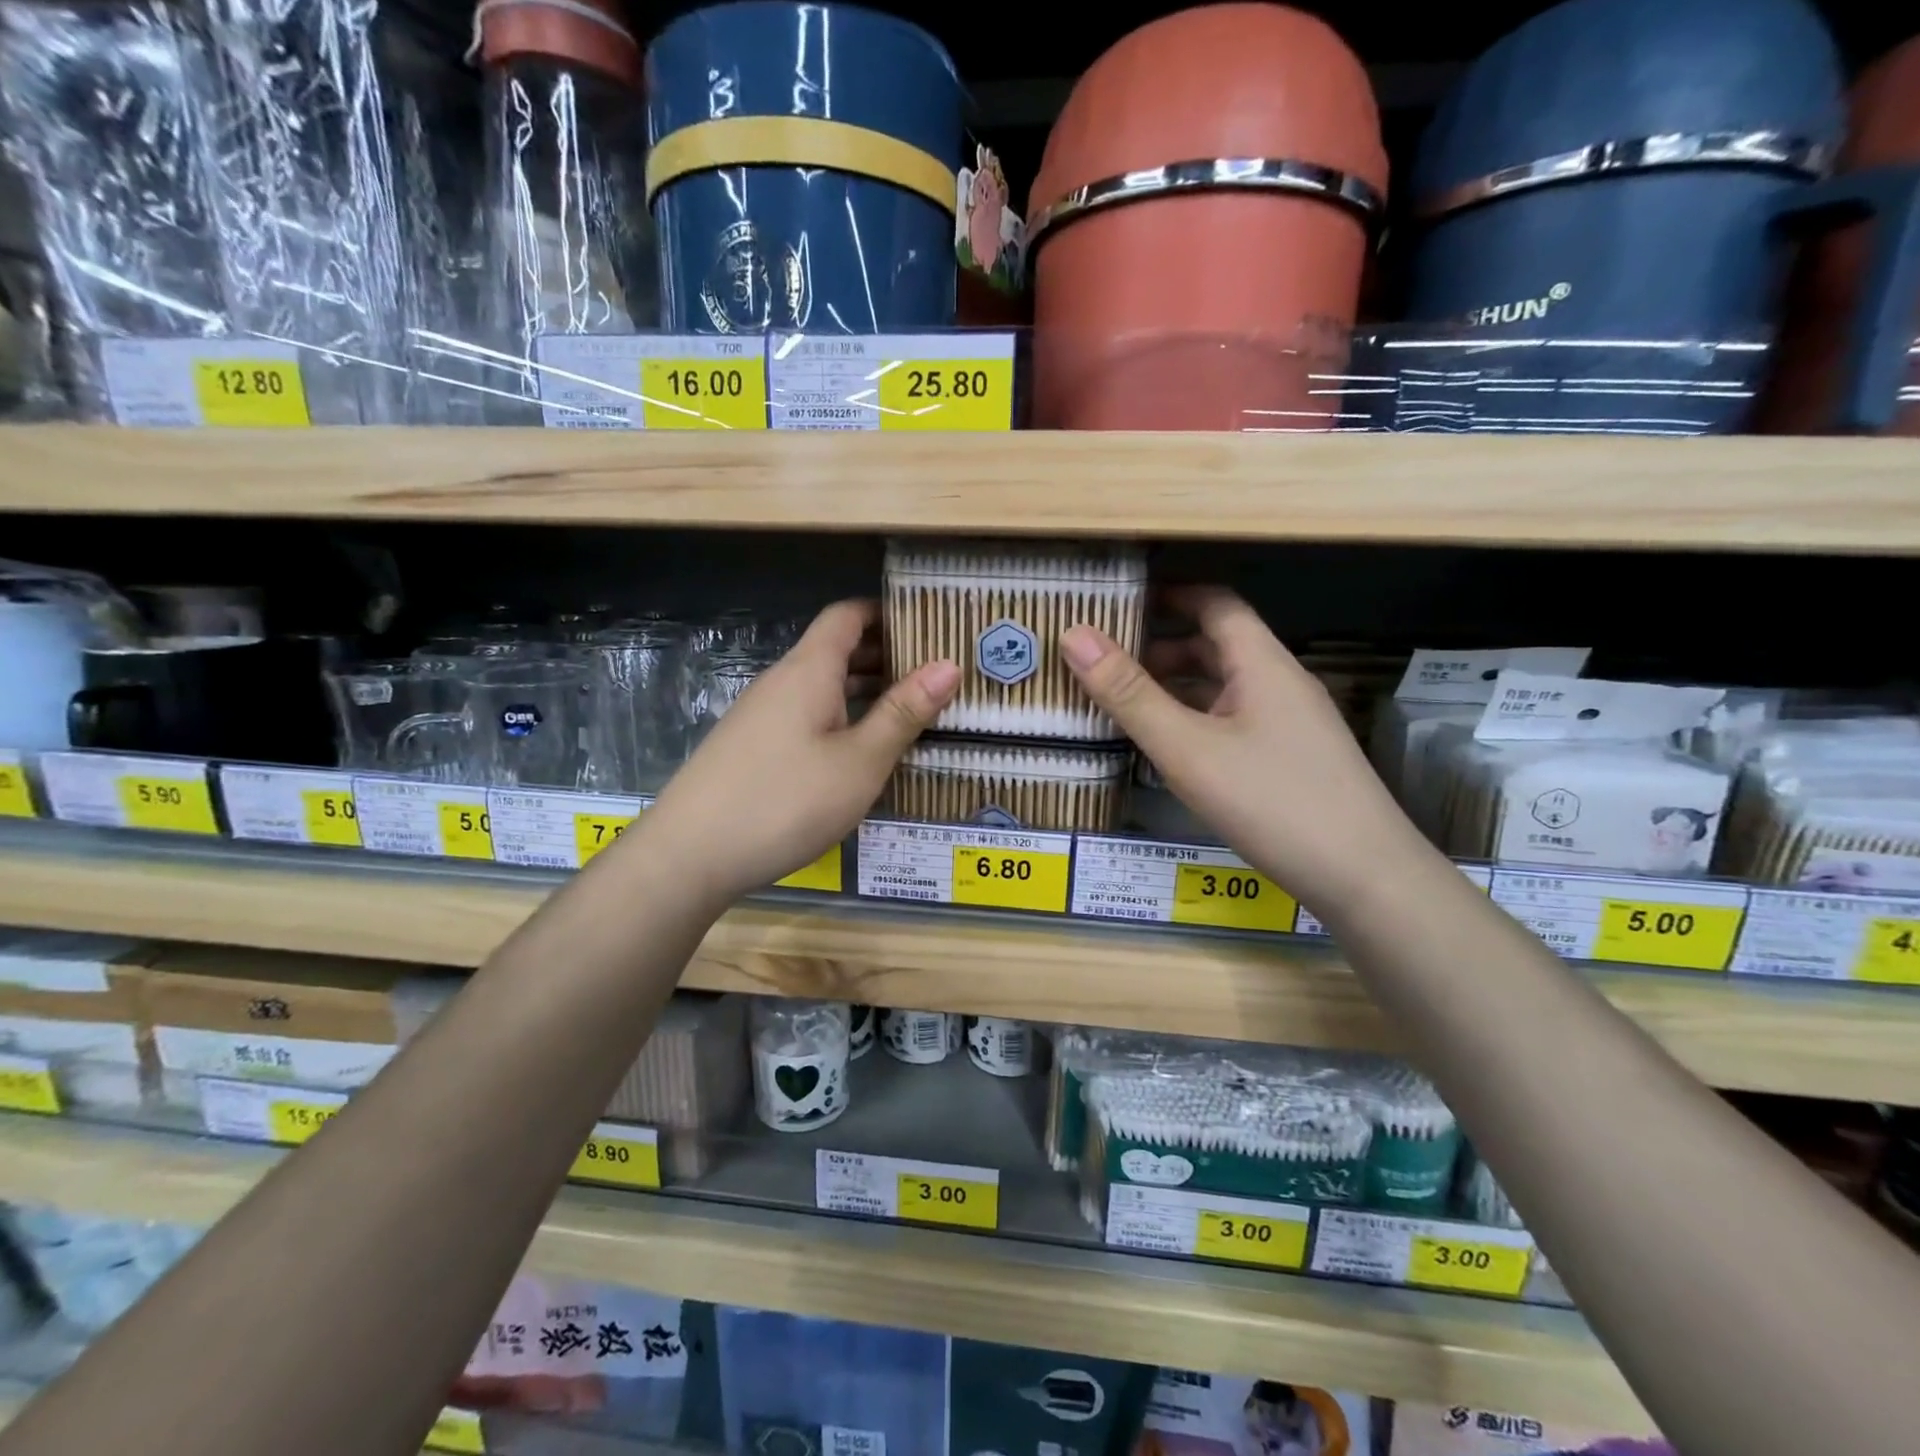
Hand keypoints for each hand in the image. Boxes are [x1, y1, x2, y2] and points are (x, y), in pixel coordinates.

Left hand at [641, 600, 958, 902]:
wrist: (690, 855)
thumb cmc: (787, 800)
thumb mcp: (860, 761)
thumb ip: (903, 713)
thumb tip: (949, 665)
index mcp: (809, 671)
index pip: (847, 616)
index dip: (886, 612)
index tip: (928, 625)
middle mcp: (782, 682)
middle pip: (835, 650)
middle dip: (884, 655)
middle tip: (934, 675)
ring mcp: (761, 715)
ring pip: (821, 687)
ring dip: (863, 692)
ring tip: (908, 712)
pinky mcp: (752, 748)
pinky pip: (805, 716)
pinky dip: (839, 719)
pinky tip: (859, 752)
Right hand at [1060, 587, 1424, 912]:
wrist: (1365, 878)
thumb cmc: (1272, 801)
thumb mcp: (1188, 749)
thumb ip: (1130, 694)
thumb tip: (1074, 635)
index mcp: (1262, 664)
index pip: (1216, 604)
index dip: (1169, 596)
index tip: (1120, 602)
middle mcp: (1280, 684)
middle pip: (1218, 646)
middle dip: (1162, 646)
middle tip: (1107, 660)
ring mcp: (1290, 724)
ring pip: (1226, 688)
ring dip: (1178, 687)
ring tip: (1126, 702)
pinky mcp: (1292, 760)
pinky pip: (1235, 722)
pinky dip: (1197, 720)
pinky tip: (1170, 748)